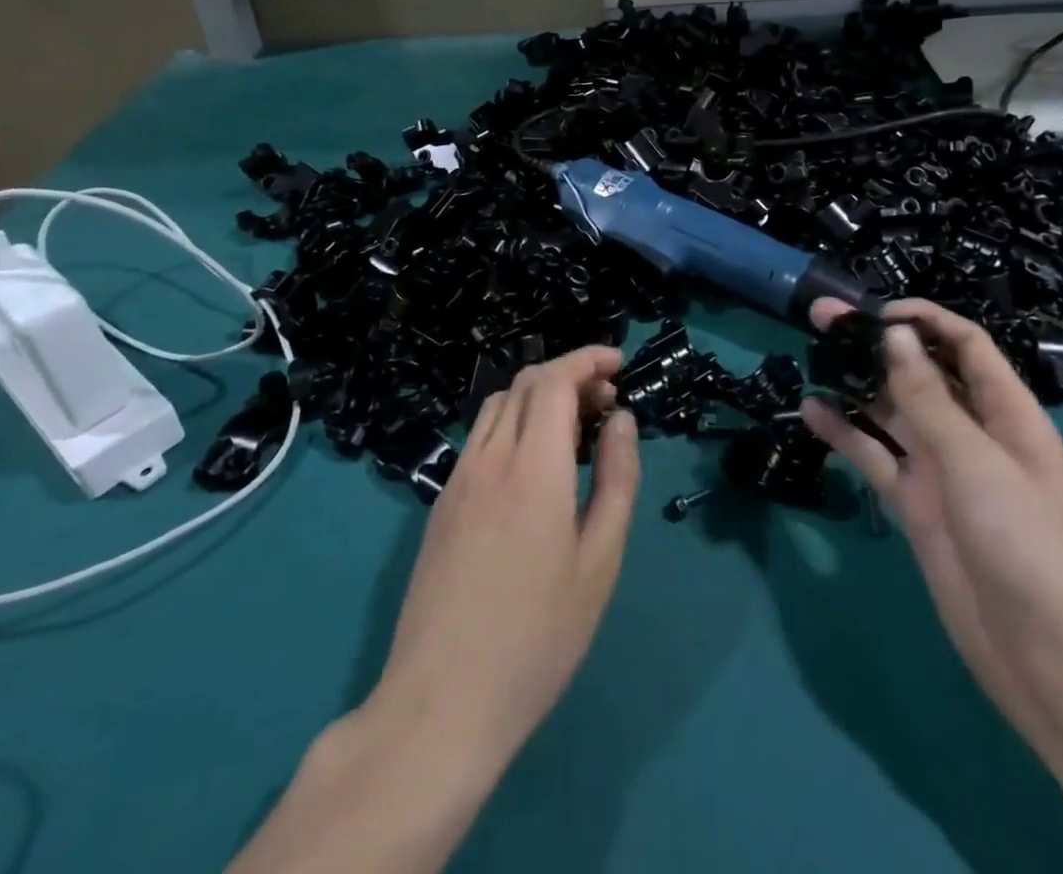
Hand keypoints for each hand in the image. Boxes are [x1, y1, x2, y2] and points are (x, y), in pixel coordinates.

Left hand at [370, 344, 639, 767]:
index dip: (587, 360)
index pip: (554, 380)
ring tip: (574, 430)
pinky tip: (533, 465)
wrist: (443, 702)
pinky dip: (513, 423)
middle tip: (606, 403)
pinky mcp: (442, 502)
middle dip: (569, 375)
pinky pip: (480, 438)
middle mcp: (489, 458)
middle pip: (525, 383)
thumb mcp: (599, 561)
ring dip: (538, 397)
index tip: (618, 364)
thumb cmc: (538, 637)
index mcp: (532, 467)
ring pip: (498, 406)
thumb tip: (620, 419)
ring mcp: (458, 479)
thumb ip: (615, 479)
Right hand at [800, 298, 1062, 755]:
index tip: (874, 311)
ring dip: (855, 386)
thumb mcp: (976, 462)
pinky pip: (875, 456)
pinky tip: (811, 413)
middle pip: (920, 373)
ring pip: (892, 412)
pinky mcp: (914, 502)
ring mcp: (940, 469)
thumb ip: (928, 398)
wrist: (1043, 657)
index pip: (965, 345)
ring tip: (810, 357)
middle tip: (821, 319)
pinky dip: (845, 434)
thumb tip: (894, 334)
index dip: (925, 319)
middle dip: (876, 345)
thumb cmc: (1025, 544)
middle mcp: (971, 432)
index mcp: (1006, 413)